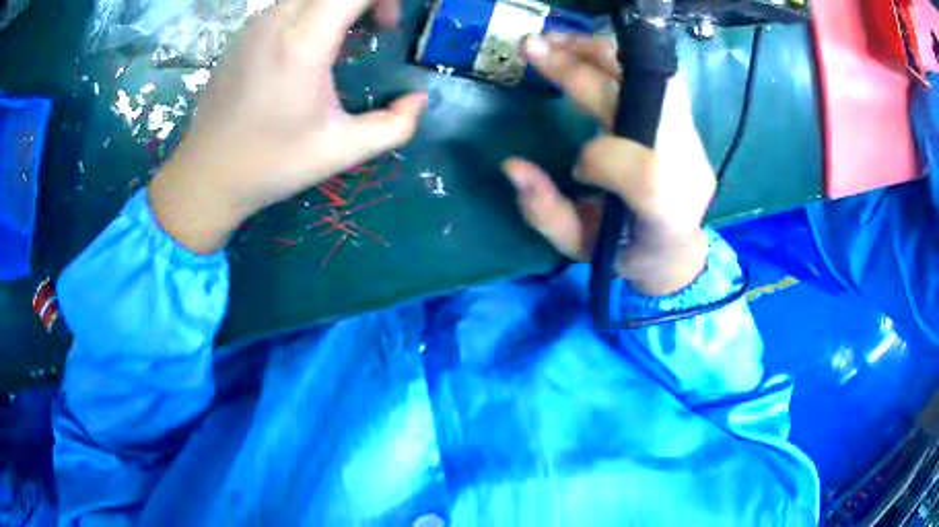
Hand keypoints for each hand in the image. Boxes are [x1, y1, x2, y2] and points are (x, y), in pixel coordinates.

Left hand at [149, 0, 427, 253]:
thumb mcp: (341, 152)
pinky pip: (288, 4)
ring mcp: (255, 24)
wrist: (205, 176)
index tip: (389, 27)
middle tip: (375, 28)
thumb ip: (394, 126)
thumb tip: (418, 100)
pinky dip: (312, 12)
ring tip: (344, 40)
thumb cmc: (270, 165)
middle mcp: (276, 20)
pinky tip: (309, 48)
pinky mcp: (243, 33)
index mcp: (302, 43)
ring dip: (338, 4)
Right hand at [503, 34, 714, 295]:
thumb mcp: (579, 249)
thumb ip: (545, 211)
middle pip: (636, 99)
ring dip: (600, 52)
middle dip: (579, 69)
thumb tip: (511, 164)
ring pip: (651, 76)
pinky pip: (657, 78)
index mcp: (666, 205)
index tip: (579, 170)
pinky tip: (586, 52)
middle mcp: (687, 164)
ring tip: (556, 42)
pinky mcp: (688, 124)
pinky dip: (619, 60)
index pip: (632, 164)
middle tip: (531, 47)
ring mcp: (693, 140)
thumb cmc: (628, 254)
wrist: (679, 249)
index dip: (596, 158)